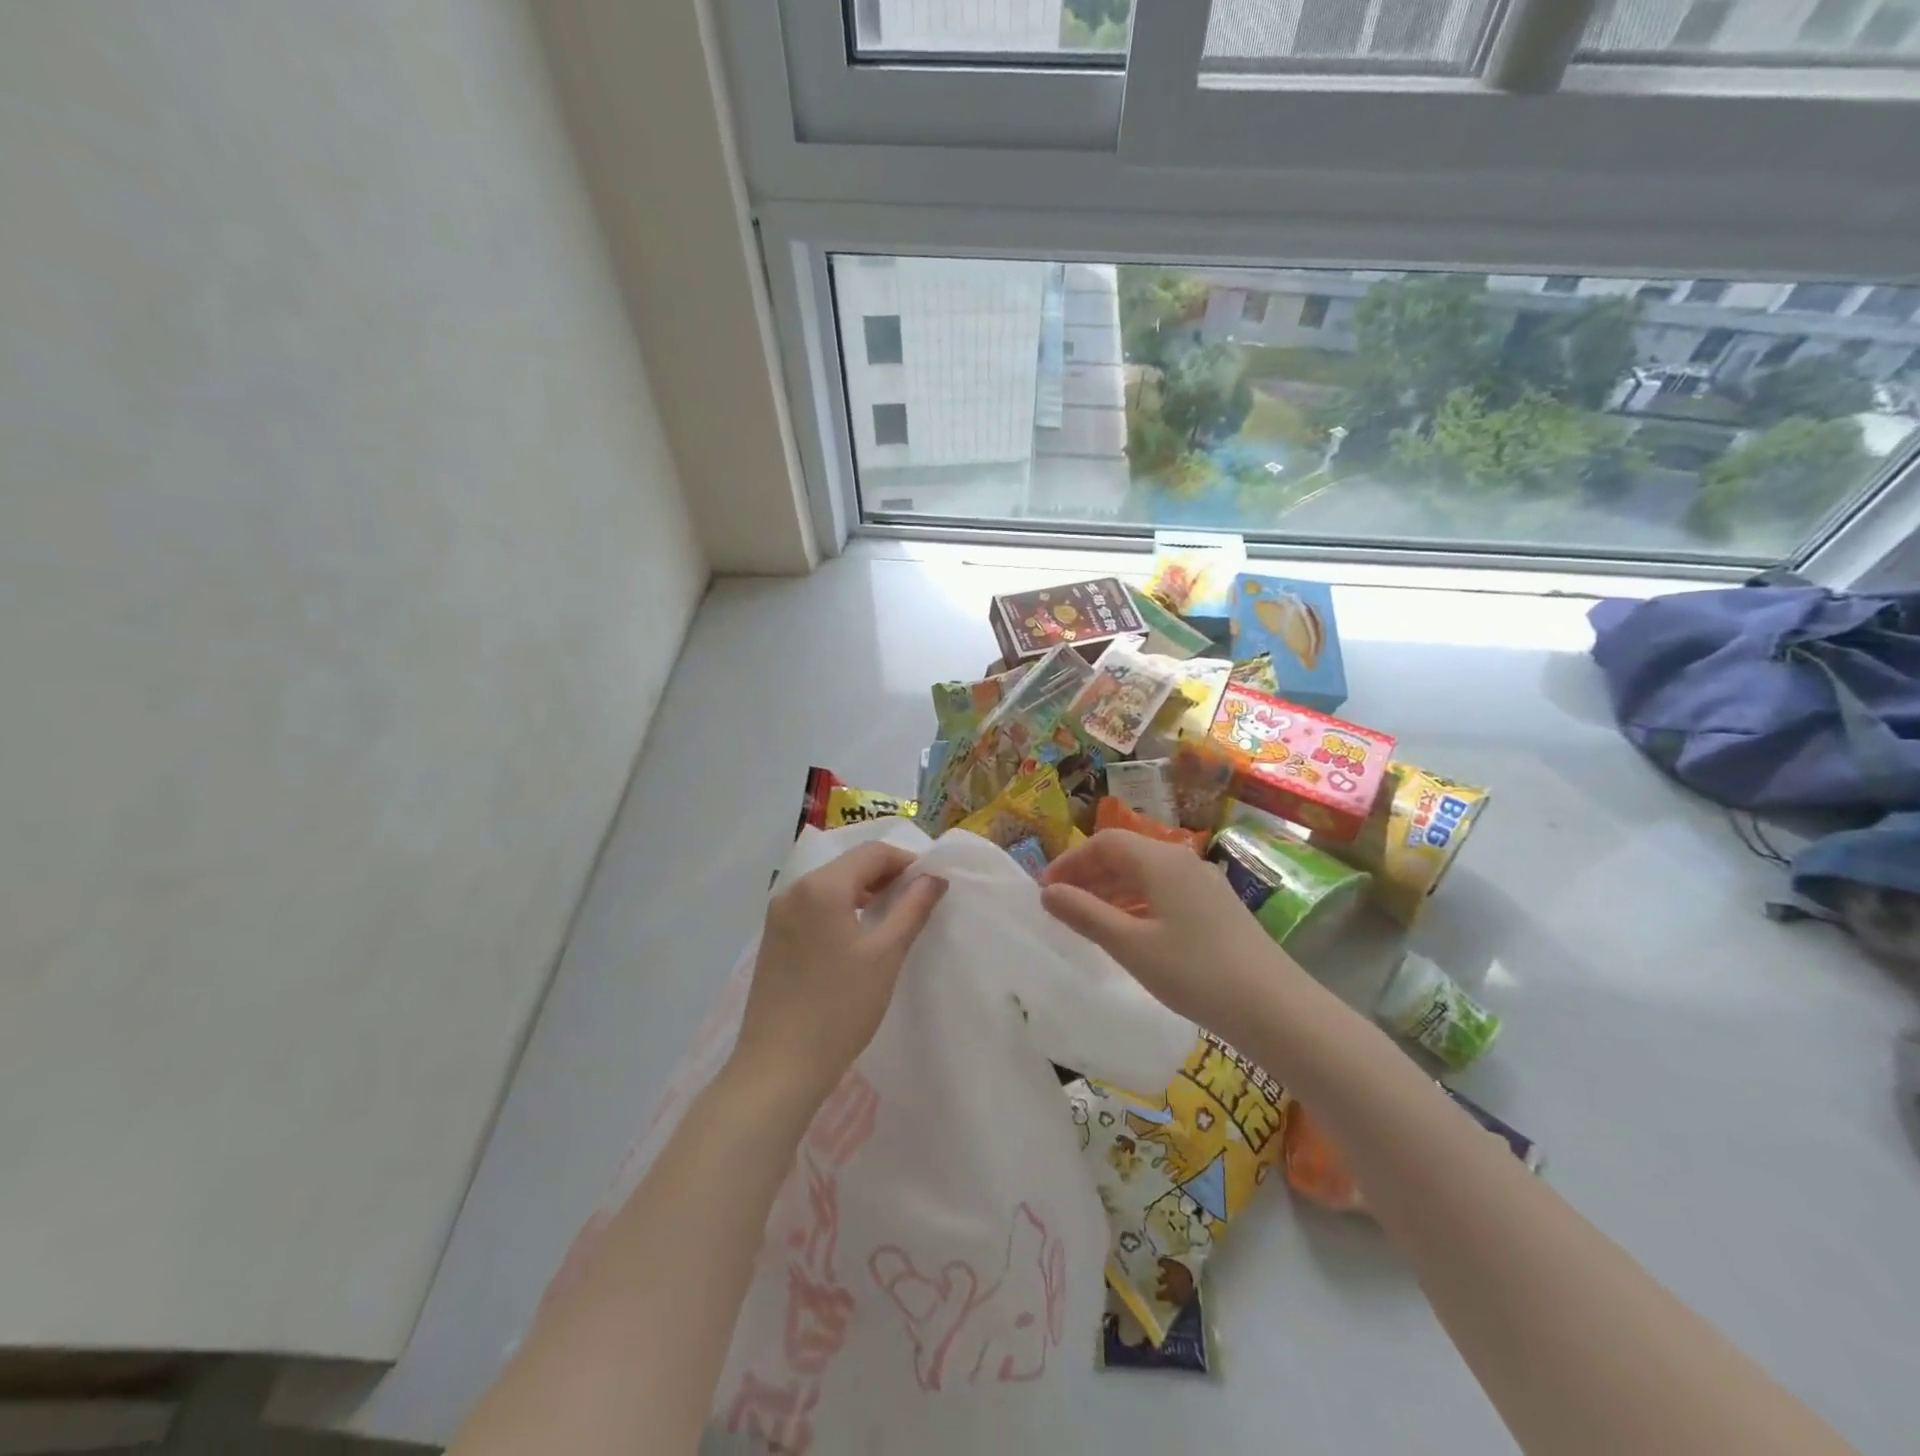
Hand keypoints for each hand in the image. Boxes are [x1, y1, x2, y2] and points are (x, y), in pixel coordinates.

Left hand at [731, 842, 947, 1105]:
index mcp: (821, 887)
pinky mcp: (773, 938)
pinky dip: (841, 909)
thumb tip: (934, 878)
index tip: (933, 884)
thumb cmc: (839, 1008)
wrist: (778, 1068)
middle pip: (849, 865)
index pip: (872, 853)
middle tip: (918, 901)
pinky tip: (858, 936)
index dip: (907, 862)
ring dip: (864, 892)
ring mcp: (778, 914)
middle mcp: (794, 890)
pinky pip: (813, 906)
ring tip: (893, 917)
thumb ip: (913, 909)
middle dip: (886, 876)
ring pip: (830, 886)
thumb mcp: (885, 955)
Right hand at [1039, 829, 1294, 1041]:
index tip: (1046, 891)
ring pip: (1145, 874)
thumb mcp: (1131, 945)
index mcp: (1160, 861)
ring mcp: (1203, 883)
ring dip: (1112, 890)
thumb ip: (1085, 914)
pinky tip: (1129, 931)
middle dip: (1089, 875)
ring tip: (1087, 919)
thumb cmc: (1195, 973)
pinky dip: (1137, 903)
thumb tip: (1048, 893)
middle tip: (1061, 906)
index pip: (1104, 843)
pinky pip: (1164, 891)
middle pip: (1125, 854)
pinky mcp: (1216, 907)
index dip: (1070, 862)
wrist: (1276, 1008)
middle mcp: (1182, 861)